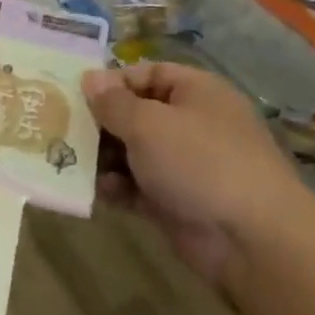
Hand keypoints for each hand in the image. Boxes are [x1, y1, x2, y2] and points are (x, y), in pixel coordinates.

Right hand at [81, 63, 313, 290]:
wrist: (252, 241)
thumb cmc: (199, 162)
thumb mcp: (148, 123)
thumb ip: (113, 102)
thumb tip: (90, 78)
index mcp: (196, 92)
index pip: (147, 73)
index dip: (112, 81)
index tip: (76, 95)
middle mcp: (192, 124)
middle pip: (136, 113)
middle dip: (101, 123)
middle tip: (62, 129)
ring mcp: (185, 165)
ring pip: (133, 152)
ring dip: (103, 157)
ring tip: (70, 161)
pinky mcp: (177, 202)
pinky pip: (138, 186)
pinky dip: (117, 187)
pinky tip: (95, 191)